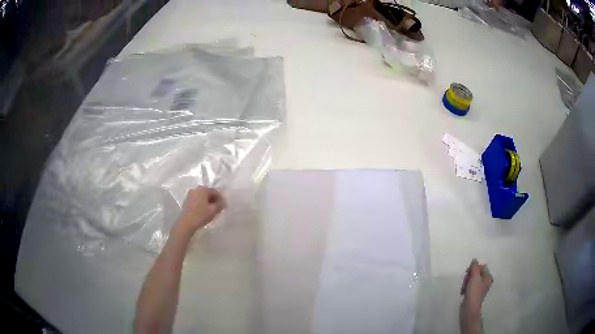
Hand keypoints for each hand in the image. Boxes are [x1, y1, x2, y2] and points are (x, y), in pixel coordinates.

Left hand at [176, 186, 225, 233]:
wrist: (186, 223)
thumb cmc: (201, 215)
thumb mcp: (213, 211)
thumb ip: (220, 205)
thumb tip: (223, 202)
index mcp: (203, 189)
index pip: (215, 191)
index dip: (221, 198)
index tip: (224, 205)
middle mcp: (196, 189)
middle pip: (208, 192)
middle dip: (214, 199)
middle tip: (219, 207)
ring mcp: (190, 194)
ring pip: (202, 196)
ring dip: (208, 201)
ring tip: (212, 210)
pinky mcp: (187, 200)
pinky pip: (197, 199)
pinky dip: (202, 203)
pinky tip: (204, 211)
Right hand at [460, 259, 492, 319]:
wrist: (469, 308)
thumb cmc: (474, 292)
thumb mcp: (475, 277)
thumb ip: (475, 267)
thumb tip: (475, 260)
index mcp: (488, 276)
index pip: (481, 266)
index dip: (473, 268)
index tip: (468, 273)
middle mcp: (485, 281)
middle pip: (476, 272)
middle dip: (469, 276)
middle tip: (465, 282)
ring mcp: (480, 287)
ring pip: (471, 279)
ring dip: (466, 282)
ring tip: (463, 288)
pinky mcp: (474, 292)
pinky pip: (469, 285)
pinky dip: (466, 287)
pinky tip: (463, 291)